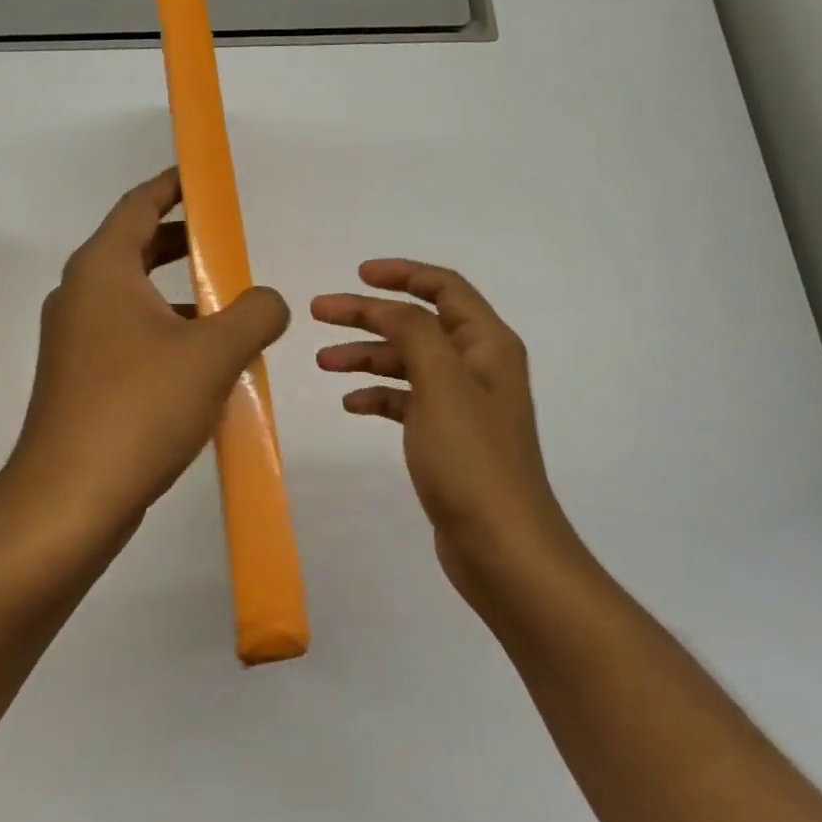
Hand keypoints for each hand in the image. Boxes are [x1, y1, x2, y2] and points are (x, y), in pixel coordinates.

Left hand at [4, 168, 290, 545]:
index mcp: (102, 270)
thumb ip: (255, 313)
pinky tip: (204, 364)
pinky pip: (129, 337)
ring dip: (179, 294)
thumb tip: (270, 301)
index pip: (139, 205)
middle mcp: (80, 296)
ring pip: (134, 297)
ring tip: (229, 307)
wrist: (70, 500)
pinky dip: (165, 333)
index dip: (174, 186)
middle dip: (183, 241)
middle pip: (135, 248)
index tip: (205, 179)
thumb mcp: (213, 353)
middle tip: (228, 243)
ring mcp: (75, 341)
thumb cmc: (139, 408)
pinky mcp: (80, 380)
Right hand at [312, 260, 580, 611]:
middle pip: (418, 323)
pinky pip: (407, 401)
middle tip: (319, 313)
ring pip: (408, 362)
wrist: (502, 547)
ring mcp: (463, 404)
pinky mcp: (447, 438)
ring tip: (323, 362)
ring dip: (367, 356)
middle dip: (369, 314)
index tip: (357, 275)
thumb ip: (414, 332)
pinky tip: (351, 403)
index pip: (445, 288)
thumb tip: (387, 307)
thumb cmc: (472, 459)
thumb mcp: (441, 383)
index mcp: (487, 345)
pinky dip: (379, 395)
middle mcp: (478, 367)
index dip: (402, 274)